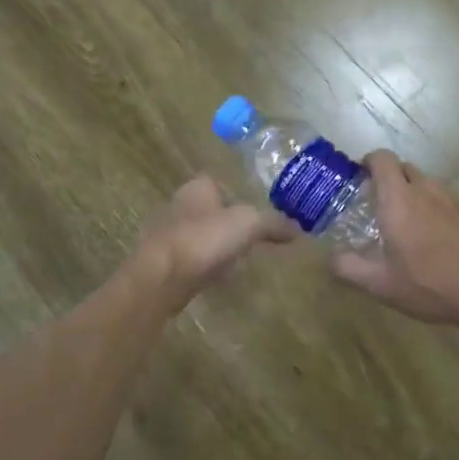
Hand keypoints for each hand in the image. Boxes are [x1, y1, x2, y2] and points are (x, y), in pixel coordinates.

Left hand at [134, 174, 295, 309]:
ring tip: (234, 259)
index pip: (216, 181)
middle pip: (205, 208)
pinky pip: (187, 258)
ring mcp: (164, 234)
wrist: (160, 278)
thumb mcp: (249, 225)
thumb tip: (298, 229)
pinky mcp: (159, 262)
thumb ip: (274, 224)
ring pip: (195, 234)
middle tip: (247, 236)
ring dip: (211, 244)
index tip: (252, 210)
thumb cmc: (203, 240)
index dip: (234, 193)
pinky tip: (214, 277)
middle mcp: (177, 205)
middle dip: (223, 221)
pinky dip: (200, 264)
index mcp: (196, 188)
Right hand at [330, 152, 458, 331]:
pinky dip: (433, 210)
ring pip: (426, 184)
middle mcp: (425, 190)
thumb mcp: (380, 284)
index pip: (381, 159)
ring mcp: (452, 200)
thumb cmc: (429, 283)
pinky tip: (433, 241)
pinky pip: (444, 201)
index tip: (357, 179)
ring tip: (404, 226)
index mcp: (398, 199)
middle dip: (388, 180)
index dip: (367, 162)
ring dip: (412, 195)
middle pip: (404, 168)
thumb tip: (331, 258)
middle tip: (376, 206)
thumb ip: (348, 268)